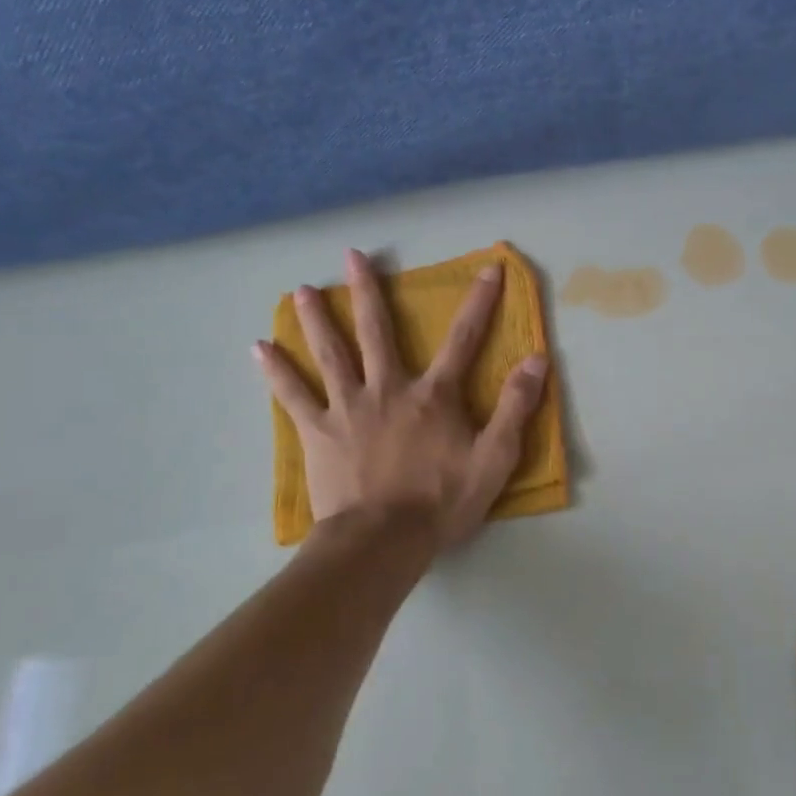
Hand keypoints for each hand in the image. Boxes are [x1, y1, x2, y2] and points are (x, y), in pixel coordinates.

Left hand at [255, 248, 549, 549]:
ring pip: (330, 353)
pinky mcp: (318, 432)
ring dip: (316, 319)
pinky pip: (294, 396)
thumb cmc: (442, 501)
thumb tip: (537, 359)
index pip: (464, 338)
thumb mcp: (496, 458)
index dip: (480, 302)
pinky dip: (276, 371)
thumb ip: (516, 406)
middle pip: (377, 331)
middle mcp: (388, 388)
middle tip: (352, 255)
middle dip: (367, 290)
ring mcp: (348, 408)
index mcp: (434, 395)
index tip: (489, 268)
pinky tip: (259, 348)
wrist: (383, 541)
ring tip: (301, 289)